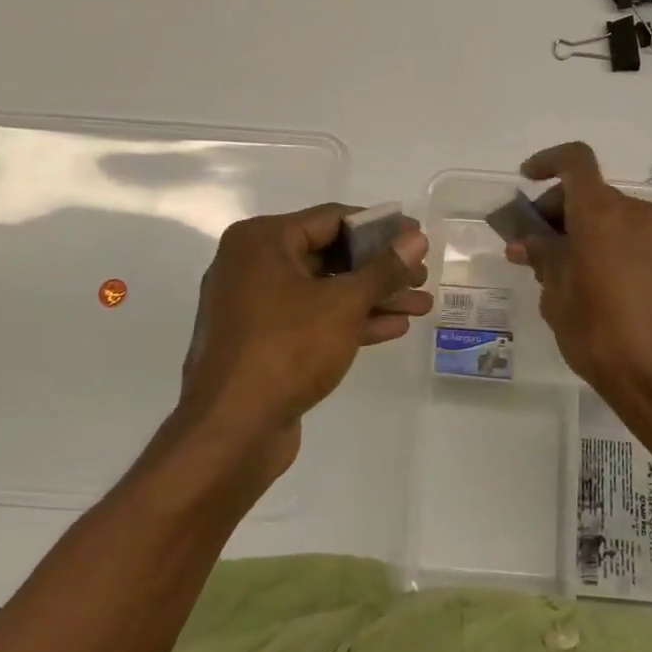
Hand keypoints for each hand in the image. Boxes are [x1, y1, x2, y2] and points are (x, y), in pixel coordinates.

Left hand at [178, 204, 430, 480]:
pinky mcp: (262, 341)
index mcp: (262, 240)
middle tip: (421, 276)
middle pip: (329, 254)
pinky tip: (393, 328)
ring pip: (324, 290)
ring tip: (420, 305)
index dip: (380, 228)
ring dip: (371, 297)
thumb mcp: (344, 304)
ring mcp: (254, 305)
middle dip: (379, 269)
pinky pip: (311, 319)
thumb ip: (384, 269)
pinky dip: (349, 320)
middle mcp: (252, 264)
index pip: (332, 218)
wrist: (230, 433)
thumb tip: (417, 239)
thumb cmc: (287, 349)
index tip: (417, 238)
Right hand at [504, 142, 651, 415]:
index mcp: (600, 213)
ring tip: (569, 269)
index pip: (575, 161)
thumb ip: (542, 256)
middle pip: (592, 191)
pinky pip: (636, 235)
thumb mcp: (556, 293)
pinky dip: (613, 243)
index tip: (527, 180)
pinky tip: (602, 281)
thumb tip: (525, 242)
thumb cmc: (597, 330)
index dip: (548, 161)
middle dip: (560, 208)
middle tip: (538, 244)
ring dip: (588, 228)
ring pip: (615, 214)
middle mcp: (634, 212)